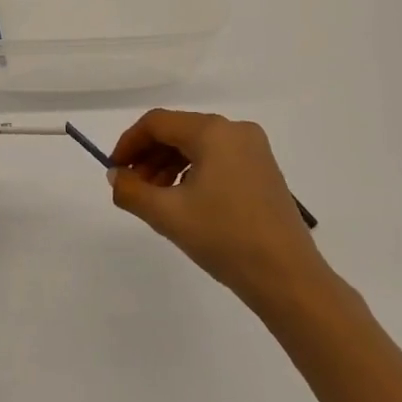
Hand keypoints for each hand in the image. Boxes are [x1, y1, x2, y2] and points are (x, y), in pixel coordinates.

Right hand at [109, 109, 324, 308]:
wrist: (288, 277)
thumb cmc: (225, 238)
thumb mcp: (168, 215)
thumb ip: (132, 191)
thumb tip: (116, 176)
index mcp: (213, 132)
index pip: (158, 123)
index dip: (129, 143)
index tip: (114, 170)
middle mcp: (236, 131)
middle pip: (179, 131)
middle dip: (149, 156)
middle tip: (131, 187)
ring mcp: (254, 150)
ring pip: (198, 146)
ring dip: (169, 166)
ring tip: (153, 198)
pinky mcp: (264, 171)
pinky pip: (218, 159)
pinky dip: (193, 173)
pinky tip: (183, 201)